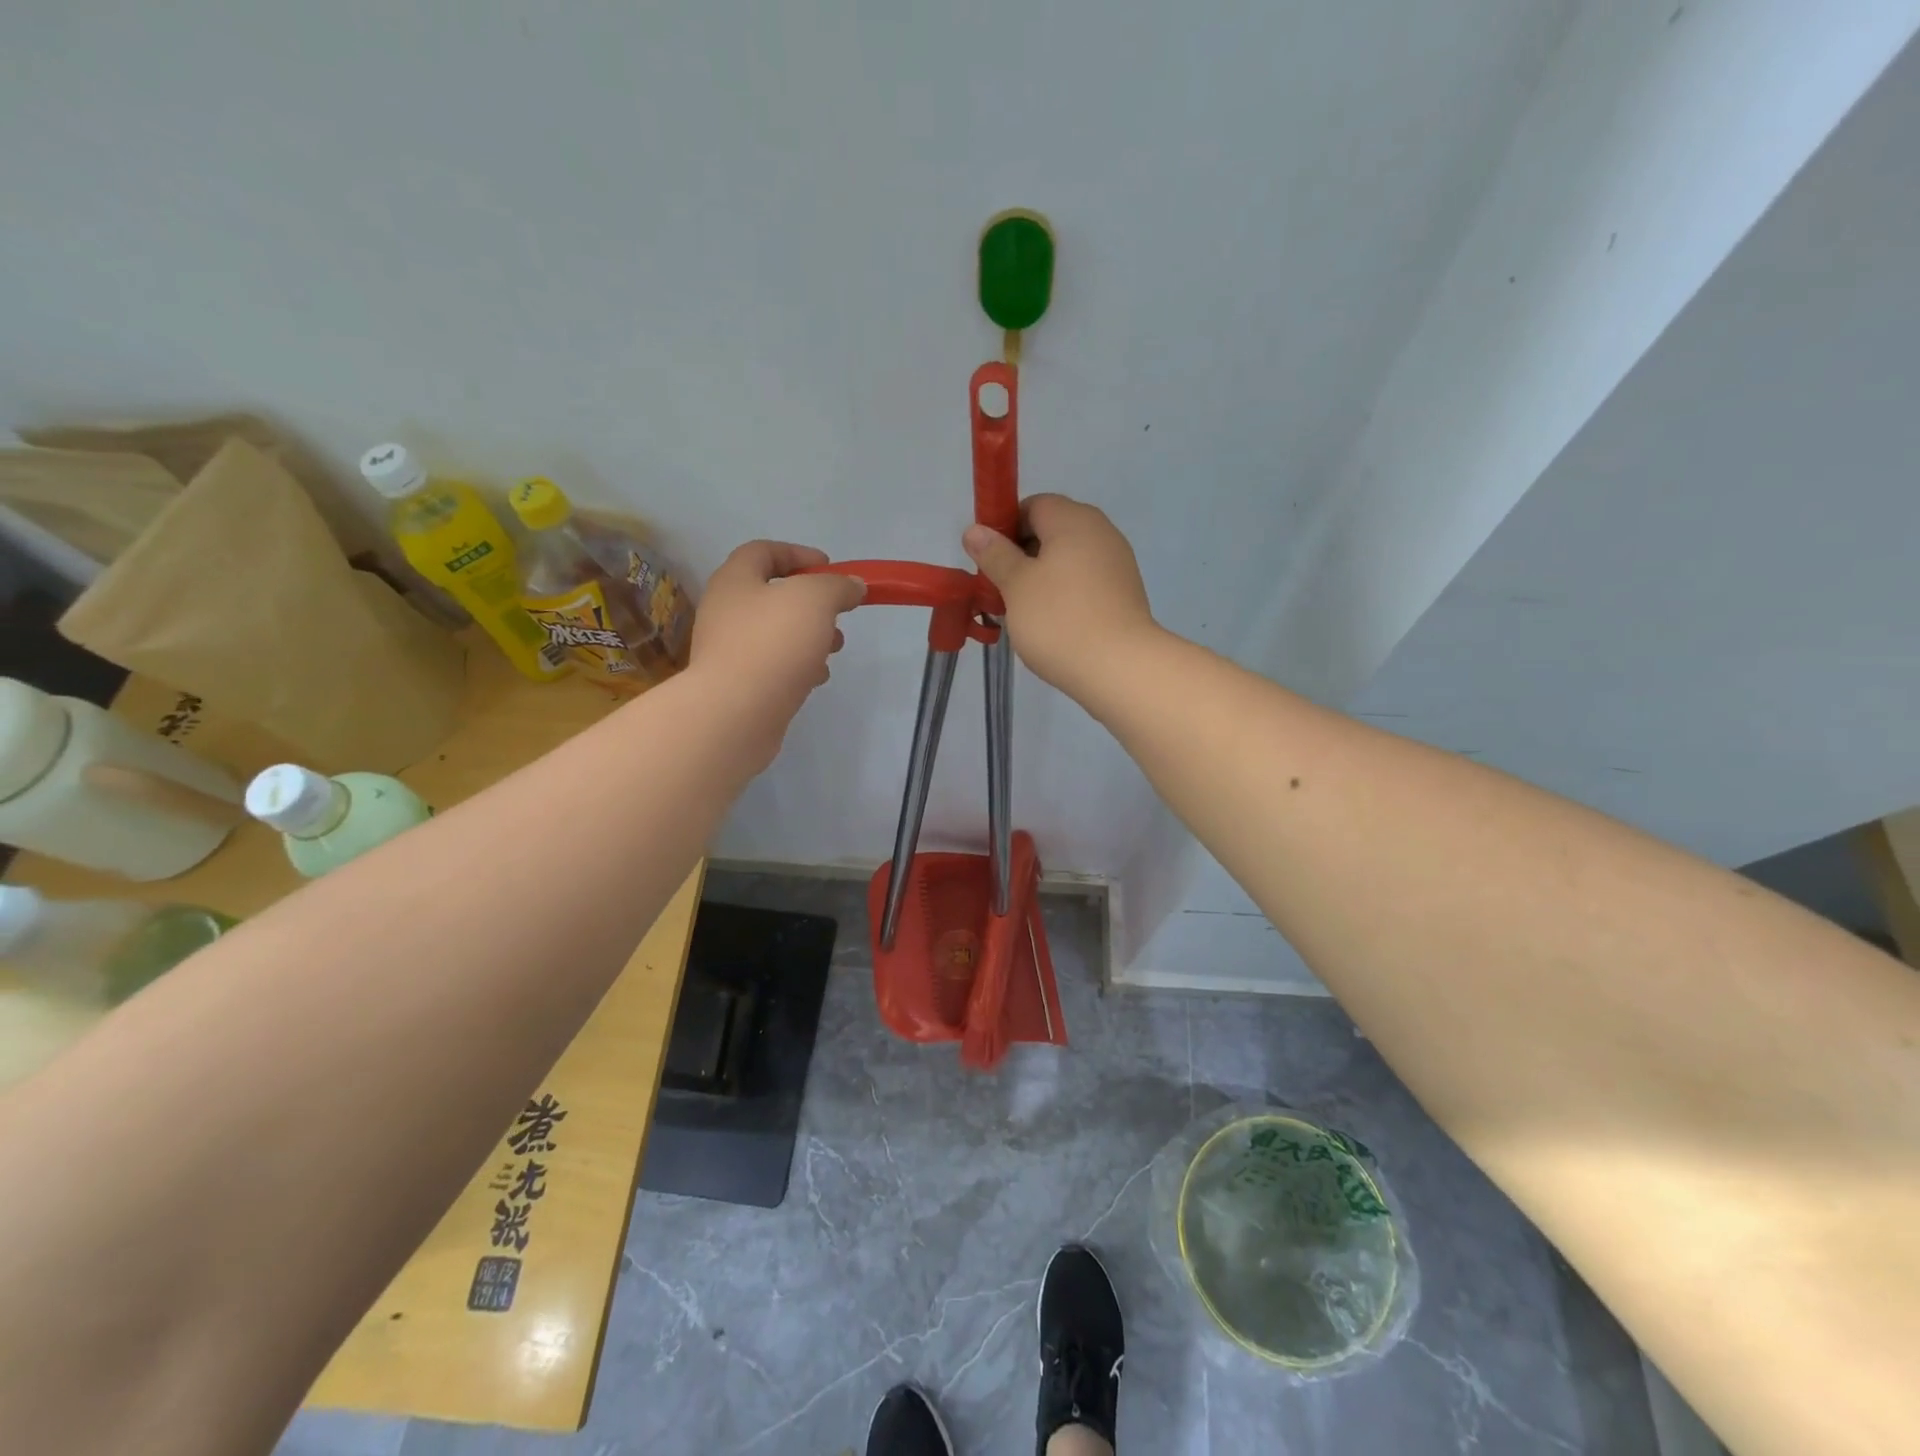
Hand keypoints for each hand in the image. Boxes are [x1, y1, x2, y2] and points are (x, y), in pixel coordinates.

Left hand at [686, 541, 863, 767]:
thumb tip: (853, 585)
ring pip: (776, 633)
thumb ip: (837, 586)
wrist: (735, 714)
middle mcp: (725, 612)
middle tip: (838, 614)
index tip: (830, 567)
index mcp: (735, 581)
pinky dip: (798, 666)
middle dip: (811, 602)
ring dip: (809, 636)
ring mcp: (729, 651)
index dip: (798, 553)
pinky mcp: (738, 686)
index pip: (763, 551)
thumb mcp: (815, 600)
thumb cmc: (773, 644)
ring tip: (834, 648)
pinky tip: (816, 678)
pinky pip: (773, 665)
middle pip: (772, 595)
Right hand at [963, 494, 1157, 701]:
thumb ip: (995, 555)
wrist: (1119, 668)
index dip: (1006, 527)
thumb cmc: (1059, 620)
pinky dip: (1064, 595)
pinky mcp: (1124, 594)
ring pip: (1068, 560)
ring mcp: (1117, 563)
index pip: (1033, 505)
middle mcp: (1101, 532)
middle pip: (1052, 532)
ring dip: (1042, 579)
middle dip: (1022, 556)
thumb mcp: (1016, 585)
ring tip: (1022, 612)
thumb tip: (975, 530)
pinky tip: (1051, 624)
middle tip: (1000, 589)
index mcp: (1073, 520)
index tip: (990, 560)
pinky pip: (1085, 583)